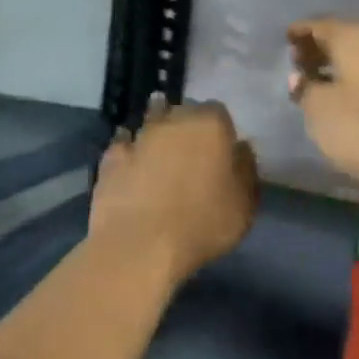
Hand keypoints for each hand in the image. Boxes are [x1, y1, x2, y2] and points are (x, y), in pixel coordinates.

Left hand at [90, 95, 257, 284]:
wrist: (139, 246)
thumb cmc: (202, 224)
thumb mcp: (244, 205)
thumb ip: (246, 170)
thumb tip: (241, 149)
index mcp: (210, 125)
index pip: (219, 112)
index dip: (220, 130)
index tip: (221, 151)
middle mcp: (174, 120)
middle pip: (183, 112)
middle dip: (188, 126)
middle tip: (192, 153)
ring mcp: (139, 136)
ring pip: (151, 122)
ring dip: (157, 133)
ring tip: (161, 152)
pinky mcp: (111, 157)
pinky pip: (123, 145)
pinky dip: (129, 150)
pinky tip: (131, 162)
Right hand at [286, 18, 358, 221]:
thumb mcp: (319, 111)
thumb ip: (305, 88)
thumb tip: (300, 76)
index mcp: (354, 37)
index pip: (320, 24)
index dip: (301, 31)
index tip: (287, 39)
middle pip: (346, 35)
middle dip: (323, 46)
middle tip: (302, 62)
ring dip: (345, 62)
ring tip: (325, 80)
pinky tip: (355, 94)